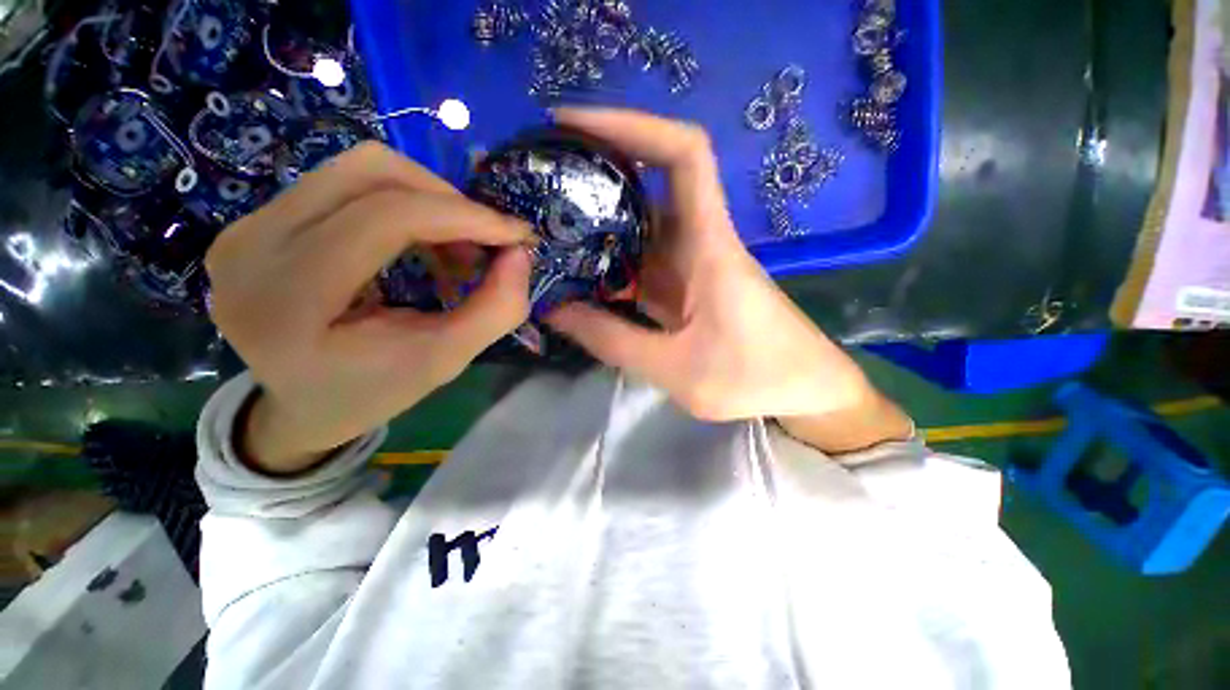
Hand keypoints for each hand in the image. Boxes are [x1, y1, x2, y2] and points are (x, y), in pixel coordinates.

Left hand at [207, 142, 532, 473]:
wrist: (299, 404)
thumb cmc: (371, 393)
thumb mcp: (444, 361)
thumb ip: (494, 310)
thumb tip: (520, 253)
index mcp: (288, 298)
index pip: (384, 218)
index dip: (463, 216)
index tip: (516, 235)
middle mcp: (252, 246)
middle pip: (369, 172)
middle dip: (448, 201)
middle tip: (484, 242)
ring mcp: (247, 226)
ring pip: (358, 170)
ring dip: (427, 200)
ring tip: (453, 248)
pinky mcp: (258, 221)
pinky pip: (344, 185)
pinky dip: (402, 205)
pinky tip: (419, 244)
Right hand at [547, 109, 910, 452]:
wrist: (806, 393)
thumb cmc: (755, 379)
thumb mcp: (677, 370)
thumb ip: (614, 341)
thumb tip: (556, 311)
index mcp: (710, 248)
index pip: (683, 155)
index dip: (631, 125)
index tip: (572, 124)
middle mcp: (700, 245)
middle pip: (650, 187)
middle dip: (595, 175)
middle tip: (539, 186)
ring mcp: (693, 268)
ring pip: (642, 229)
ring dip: (598, 225)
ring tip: (544, 230)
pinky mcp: (688, 290)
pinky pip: (644, 266)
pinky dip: (612, 267)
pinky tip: (580, 278)